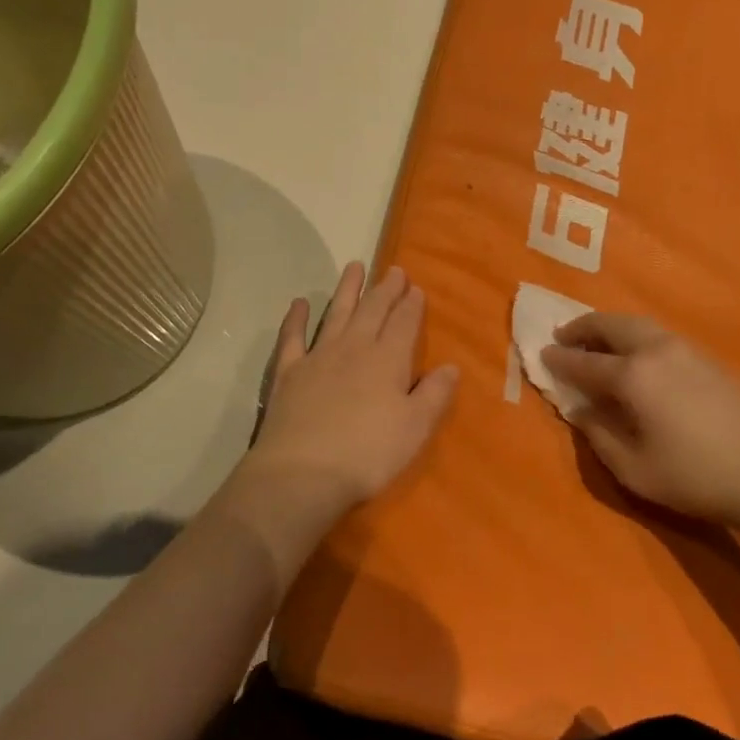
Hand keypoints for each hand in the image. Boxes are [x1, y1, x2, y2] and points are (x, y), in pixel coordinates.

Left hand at [232, 262, 458, 538]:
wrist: (303, 473)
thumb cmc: (368, 454)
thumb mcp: (415, 429)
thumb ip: (434, 394)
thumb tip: (451, 366)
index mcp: (388, 360)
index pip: (404, 323)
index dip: (411, 304)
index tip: (416, 288)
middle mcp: (354, 348)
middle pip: (372, 311)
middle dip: (385, 289)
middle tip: (394, 270)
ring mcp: (318, 357)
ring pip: (336, 314)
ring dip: (347, 290)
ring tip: (355, 266)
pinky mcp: (288, 372)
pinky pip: (292, 337)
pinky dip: (296, 318)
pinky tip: (300, 303)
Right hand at [541, 314, 739, 529]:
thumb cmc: (697, 477)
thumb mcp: (634, 469)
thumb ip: (599, 434)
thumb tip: (580, 409)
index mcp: (633, 376)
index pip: (584, 361)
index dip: (560, 359)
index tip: (542, 354)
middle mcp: (656, 350)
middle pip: (612, 326)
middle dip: (583, 328)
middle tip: (564, 336)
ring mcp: (686, 350)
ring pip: (638, 325)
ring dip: (610, 328)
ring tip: (596, 343)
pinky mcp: (708, 359)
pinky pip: (659, 335)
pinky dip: (635, 336)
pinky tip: (635, 357)